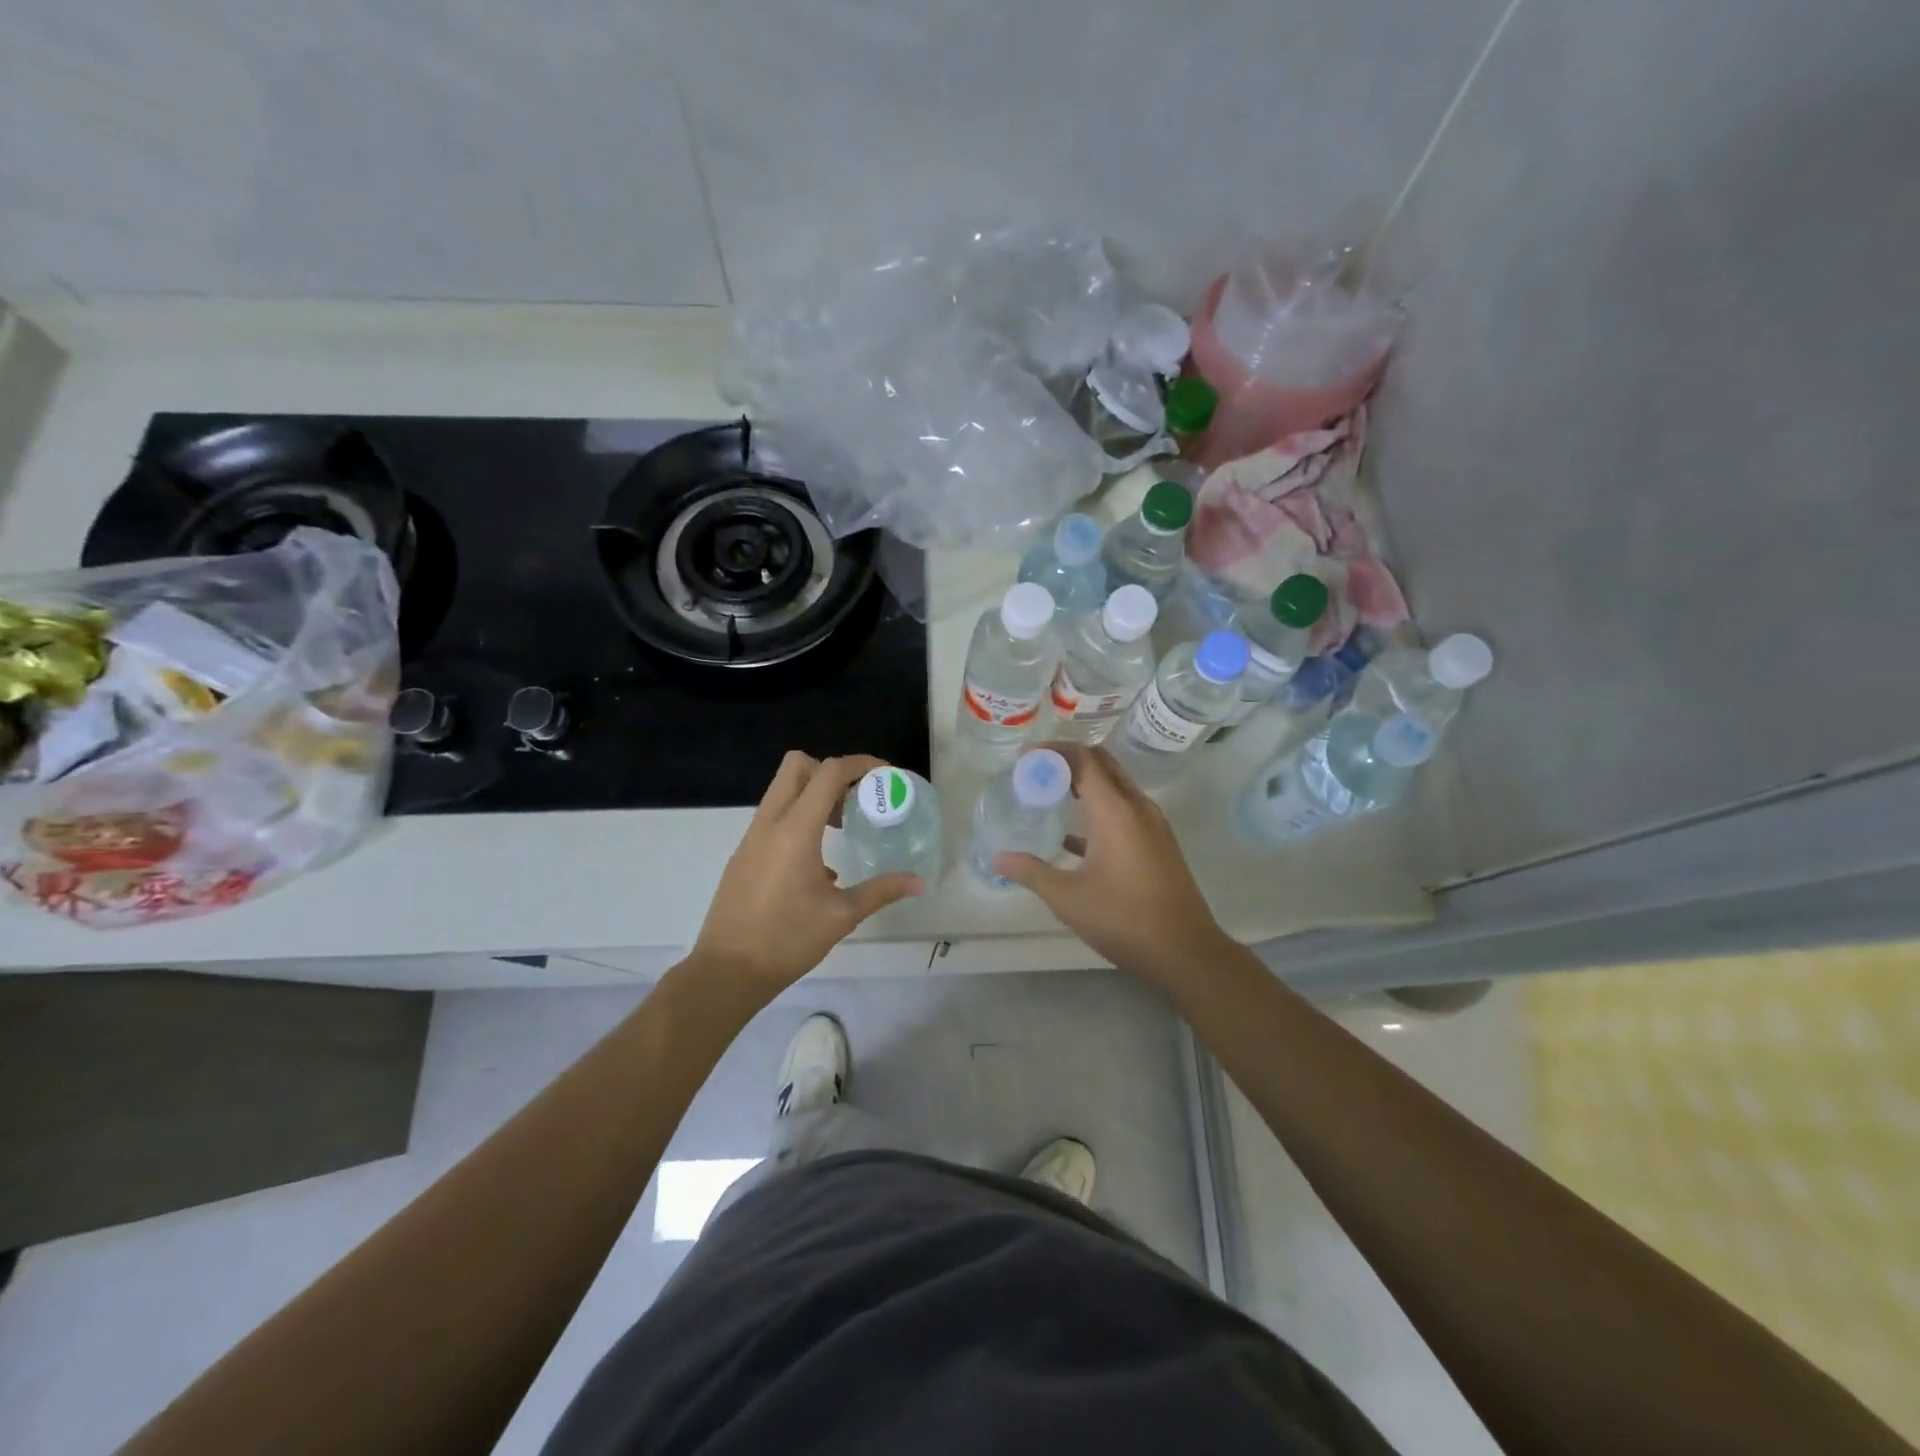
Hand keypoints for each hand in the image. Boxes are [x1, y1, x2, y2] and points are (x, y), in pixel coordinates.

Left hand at [692, 752, 922, 994]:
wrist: (726, 972)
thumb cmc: (786, 942)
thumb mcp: (841, 916)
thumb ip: (881, 891)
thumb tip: (918, 882)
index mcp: (795, 831)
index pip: (828, 773)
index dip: (860, 764)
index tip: (885, 776)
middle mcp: (770, 823)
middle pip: (797, 765)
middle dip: (831, 771)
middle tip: (857, 798)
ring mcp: (752, 837)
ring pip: (782, 790)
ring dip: (814, 795)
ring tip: (843, 827)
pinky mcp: (744, 854)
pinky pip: (774, 817)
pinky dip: (799, 818)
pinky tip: (819, 862)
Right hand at [992, 743, 1232, 986]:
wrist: (1186, 952)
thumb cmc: (1124, 919)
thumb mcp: (1068, 898)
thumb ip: (1031, 872)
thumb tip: (998, 858)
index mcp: (1116, 811)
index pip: (1084, 760)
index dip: (1052, 752)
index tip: (1024, 758)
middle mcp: (1138, 807)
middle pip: (1102, 764)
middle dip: (1068, 761)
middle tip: (1035, 771)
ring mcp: (1153, 824)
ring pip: (1116, 787)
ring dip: (1084, 784)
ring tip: (1050, 795)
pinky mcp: (1159, 843)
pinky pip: (1125, 810)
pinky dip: (1099, 809)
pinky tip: (1073, 837)